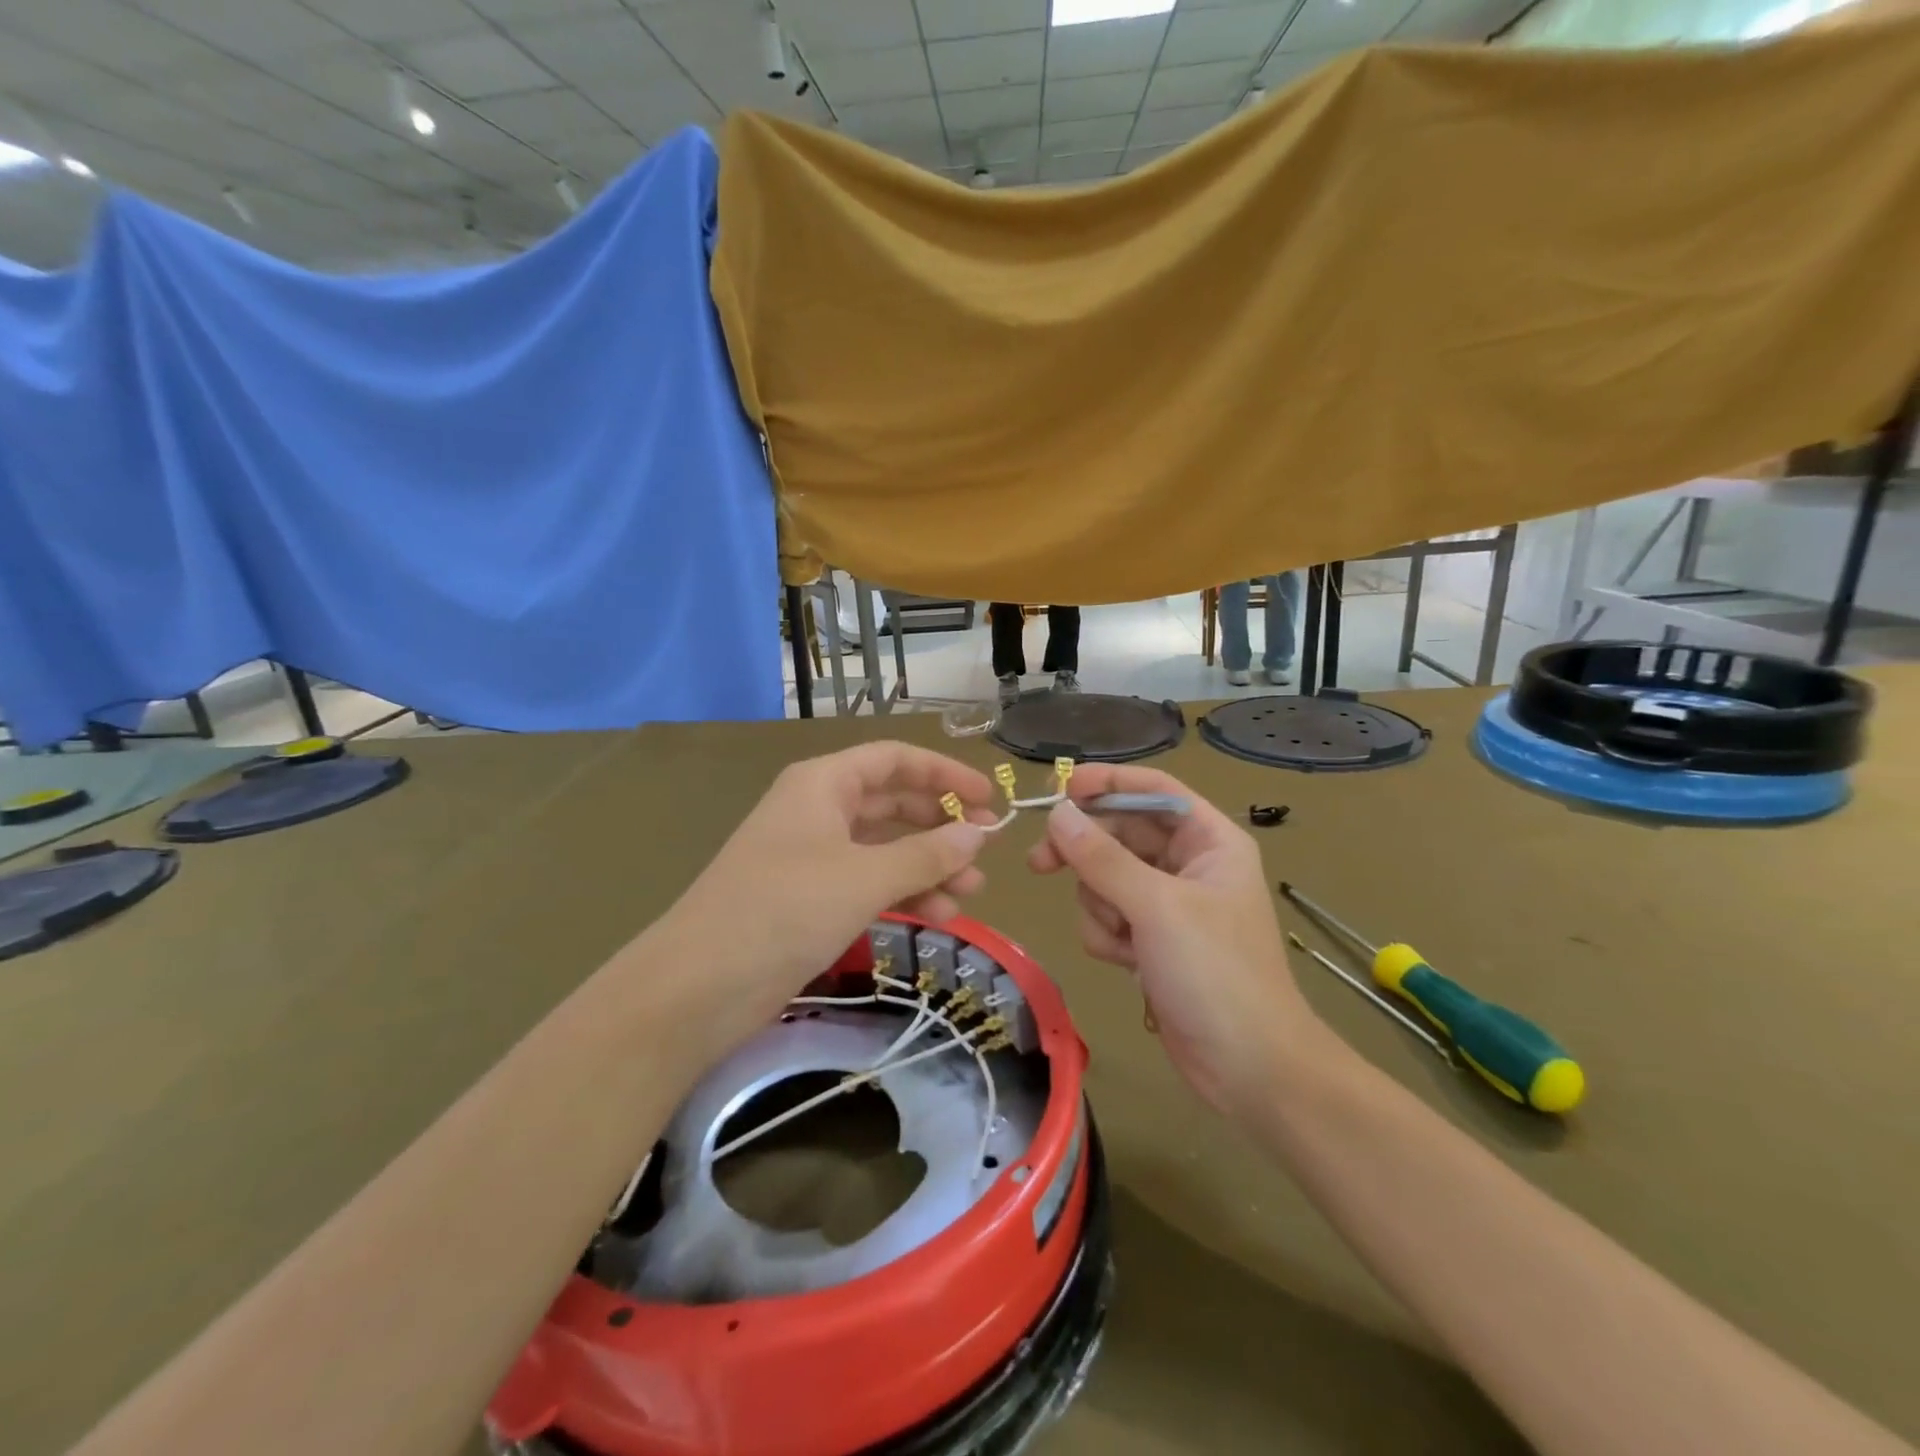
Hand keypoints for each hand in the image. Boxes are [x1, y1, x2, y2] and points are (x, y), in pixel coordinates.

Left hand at [654, 742, 994, 1048]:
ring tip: (970, 895)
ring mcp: (812, 855)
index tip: (991, 799)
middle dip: (942, 825)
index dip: (946, 773)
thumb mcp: (865, 877)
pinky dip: (903, 892)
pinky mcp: (809, 898)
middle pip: (893, 802)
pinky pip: (869, 882)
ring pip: (885, 847)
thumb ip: (928, 853)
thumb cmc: (785, 910)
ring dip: (928, 865)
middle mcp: (818, 809)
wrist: (697, 986)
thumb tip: (981, 832)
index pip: (895, 759)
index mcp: (823, 783)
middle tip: (987, 853)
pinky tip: (936, 915)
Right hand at [1027, 765, 1322, 1119]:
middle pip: (1119, 832)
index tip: (1060, 788)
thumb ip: (1102, 858)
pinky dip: (1107, 935)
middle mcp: (1188, 863)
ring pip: (1105, 878)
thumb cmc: (1215, 973)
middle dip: (1085, 852)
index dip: (1107, 782)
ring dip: (1100, 905)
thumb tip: (1057, 814)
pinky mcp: (1151, 940)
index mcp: (1208, 840)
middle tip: (1039, 863)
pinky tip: (1127, 963)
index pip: (1153, 788)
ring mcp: (1168, 904)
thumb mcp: (1156, 907)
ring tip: (1121, 938)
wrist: (1249, 1067)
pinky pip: (1108, 916)